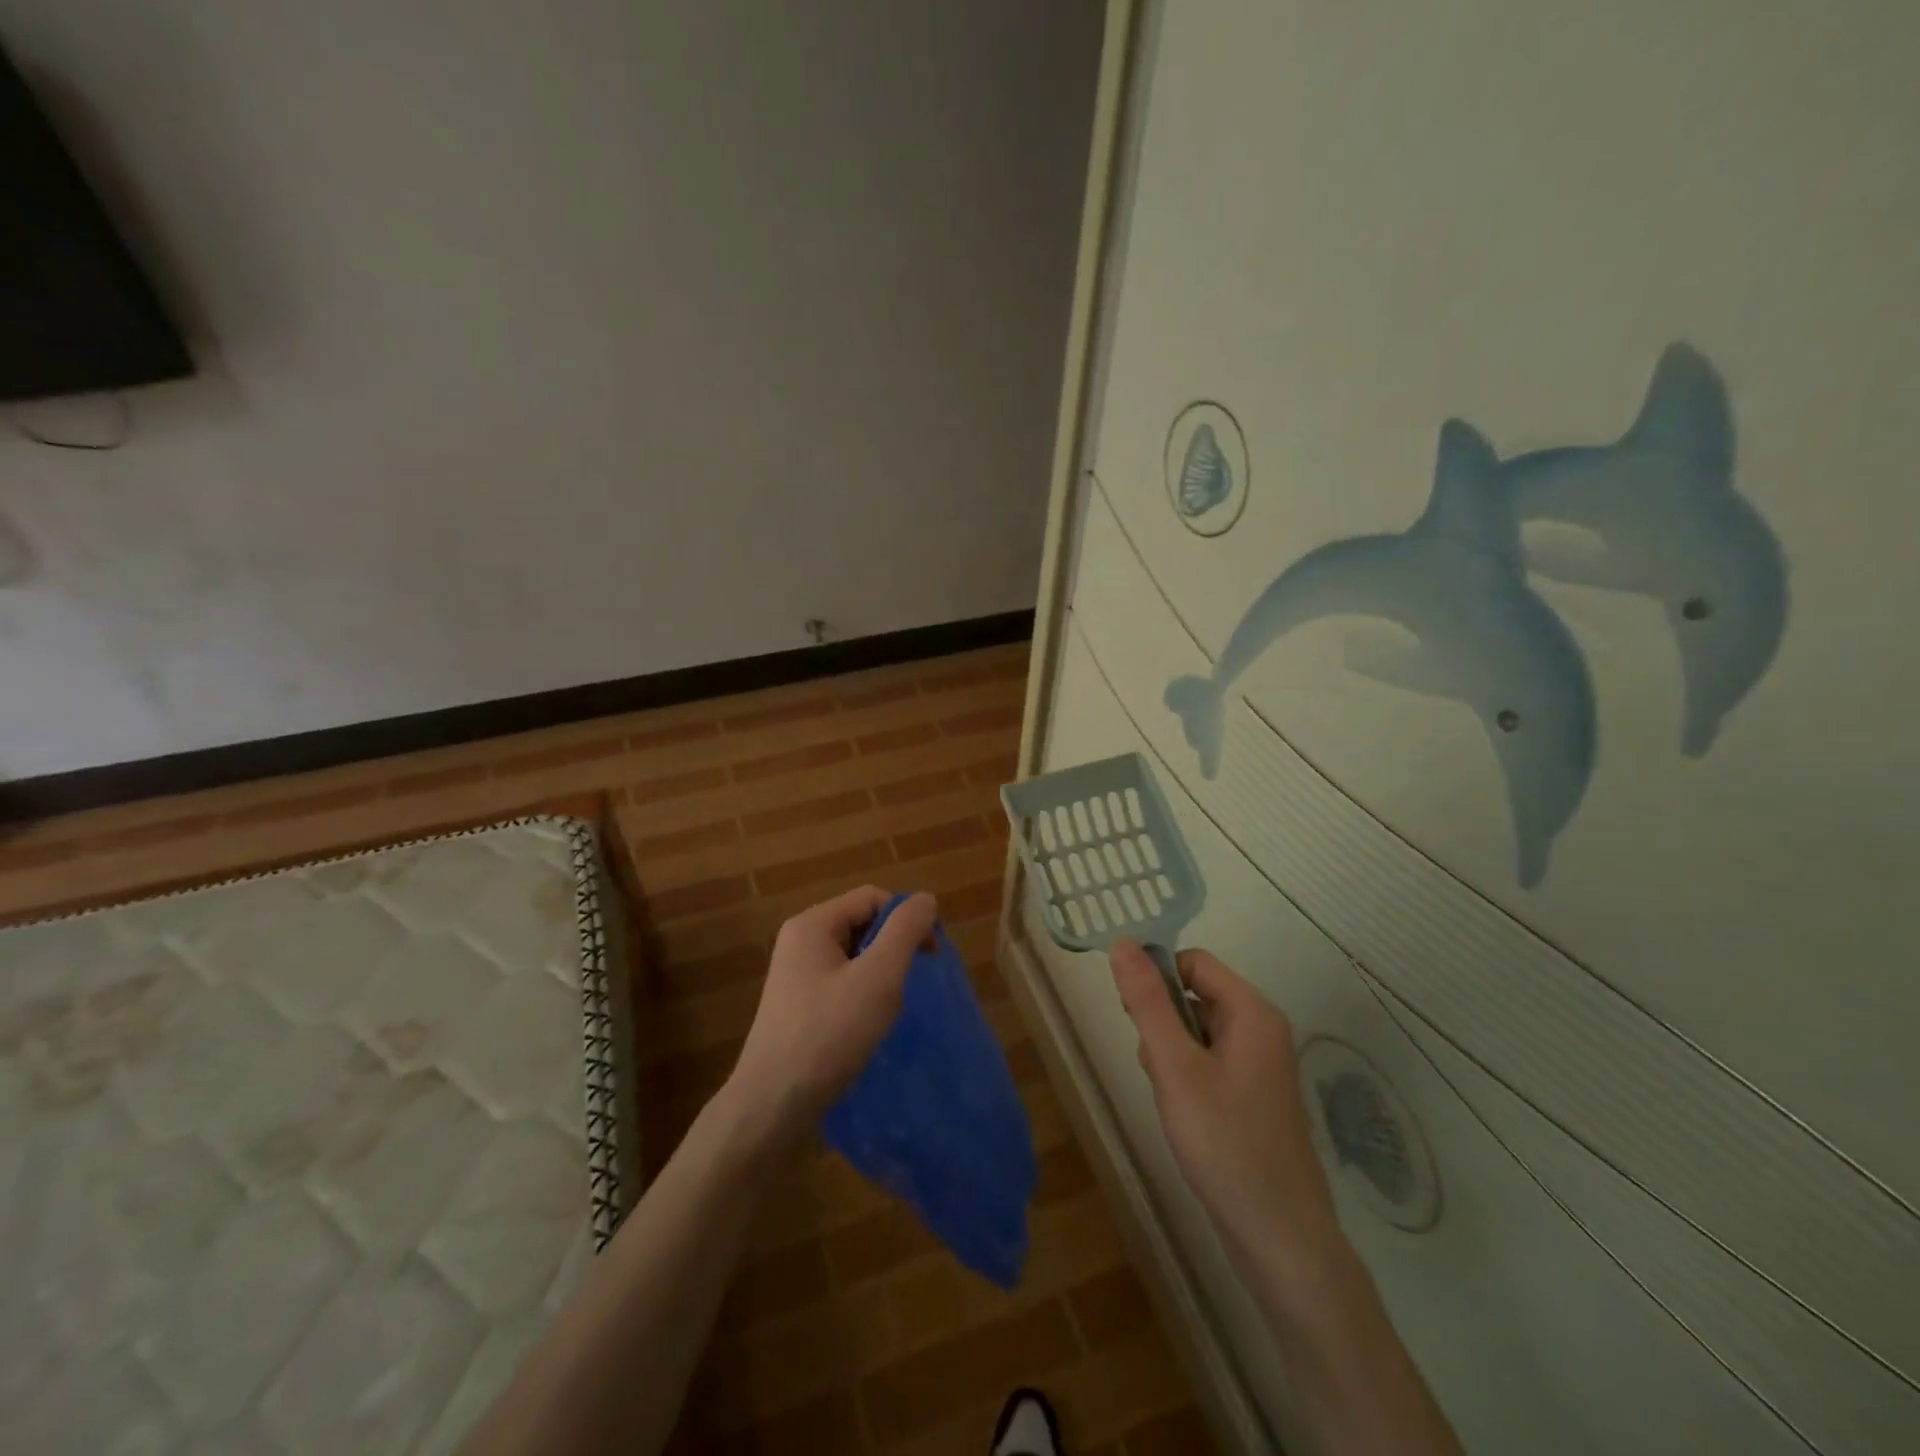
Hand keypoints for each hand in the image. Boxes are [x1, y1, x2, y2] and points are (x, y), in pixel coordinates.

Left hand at [725, 886, 937, 1150]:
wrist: (772, 1106)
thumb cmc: (828, 1034)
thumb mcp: (878, 977)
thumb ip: (905, 931)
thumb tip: (925, 899)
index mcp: (812, 924)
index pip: (872, 898)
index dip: (905, 919)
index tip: (929, 955)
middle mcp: (799, 942)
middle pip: (861, 924)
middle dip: (892, 949)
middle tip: (909, 985)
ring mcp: (794, 975)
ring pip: (853, 957)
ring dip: (879, 976)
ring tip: (887, 1010)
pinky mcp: (797, 1006)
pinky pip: (840, 983)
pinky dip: (861, 996)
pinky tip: (867, 1026)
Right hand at [1110, 941, 1342, 1270]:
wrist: (1280, 1237)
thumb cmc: (1224, 1142)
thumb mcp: (1174, 1066)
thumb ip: (1147, 1002)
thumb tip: (1122, 943)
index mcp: (1253, 1012)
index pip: (1193, 962)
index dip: (1157, 977)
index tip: (1130, 1013)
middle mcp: (1263, 1029)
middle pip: (1195, 995)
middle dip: (1162, 1021)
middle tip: (1154, 1064)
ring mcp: (1262, 1065)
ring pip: (1198, 1030)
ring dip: (1171, 1051)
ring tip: (1170, 1095)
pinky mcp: (1255, 1096)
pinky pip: (1211, 1061)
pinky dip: (1187, 1075)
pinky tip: (1183, 1112)